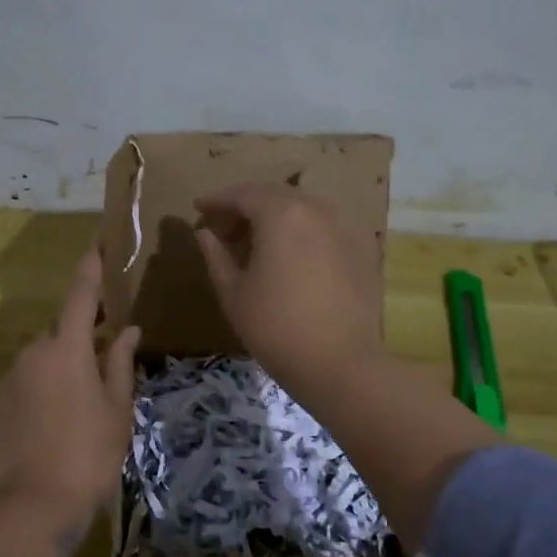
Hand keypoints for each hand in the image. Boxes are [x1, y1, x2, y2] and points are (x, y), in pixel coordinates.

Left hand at [0, 246, 140, 546]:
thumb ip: (121, 364)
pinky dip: (42, 391)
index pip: (81, 295)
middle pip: (62, 332)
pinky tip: (56, 423)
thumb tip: (128, 331)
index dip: (90, 267)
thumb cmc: (89, 455)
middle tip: (107, 357)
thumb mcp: (117, 410)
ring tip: (83, 403)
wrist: (33, 506)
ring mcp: (9, 379)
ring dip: (62, 367)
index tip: (97, 243)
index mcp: (67, 349)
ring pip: (42, 359)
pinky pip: (25, 384)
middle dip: (83, 336)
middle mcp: (32, 353)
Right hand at [193, 182, 383, 393]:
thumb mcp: (233, 292)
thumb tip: (205, 234)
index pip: (243, 194)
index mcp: (281, 213)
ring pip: (300, 211)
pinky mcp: (358, 251)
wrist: (340, 363)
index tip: (198, 209)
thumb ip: (216, 256)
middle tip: (222, 230)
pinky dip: (297, 234)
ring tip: (252, 245)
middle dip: (245, 208)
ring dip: (273, 220)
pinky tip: (286, 259)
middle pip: (274, 196)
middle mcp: (314, 210)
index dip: (217, 200)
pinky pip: (319, 229)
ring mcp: (342, 229)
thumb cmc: (275, 326)